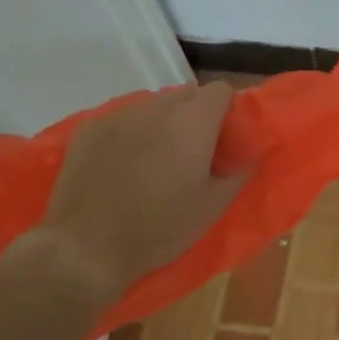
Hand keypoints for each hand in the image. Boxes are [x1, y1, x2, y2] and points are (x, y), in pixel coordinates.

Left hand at [35, 82, 249, 304]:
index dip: (226, 109)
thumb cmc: (160, 228)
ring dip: (162, 122)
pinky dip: (130, 133)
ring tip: (156, 157)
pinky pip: (122, 119)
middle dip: (195, 114)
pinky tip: (122, 163)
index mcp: (194, 121)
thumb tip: (252, 155)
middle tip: (193, 150)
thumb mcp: (213, 207)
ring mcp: (120, 115)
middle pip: (186, 94)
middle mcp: (158, 107)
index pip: (220, 90)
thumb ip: (239, 173)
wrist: (85, 249)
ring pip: (153, 105)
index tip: (224, 136)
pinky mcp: (89, 129)